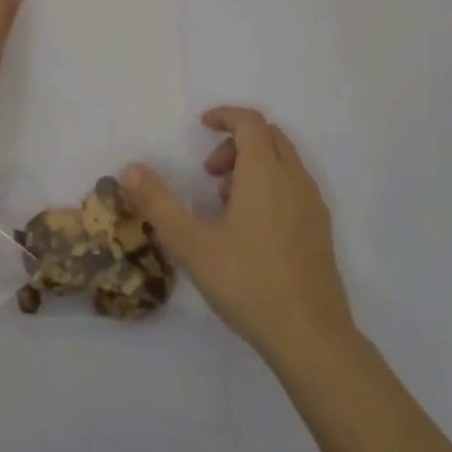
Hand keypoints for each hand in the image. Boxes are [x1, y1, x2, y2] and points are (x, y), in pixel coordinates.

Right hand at [124, 107, 353, 363]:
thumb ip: (159, 203)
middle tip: (209, 172)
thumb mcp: (192, 244)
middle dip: (237, 141)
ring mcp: (313, 204)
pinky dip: (272, 184)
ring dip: (254, 164)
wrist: (311, 335)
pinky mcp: (321, 229)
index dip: (225, 116)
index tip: (202, 126)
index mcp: (265, 172)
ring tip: (225, 203)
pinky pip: (295, 185)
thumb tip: (130, 168)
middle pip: (269, 136)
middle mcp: (294, 178)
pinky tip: (252, 228)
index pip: (249, 121)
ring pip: (284, 161)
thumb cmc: (247, 282)